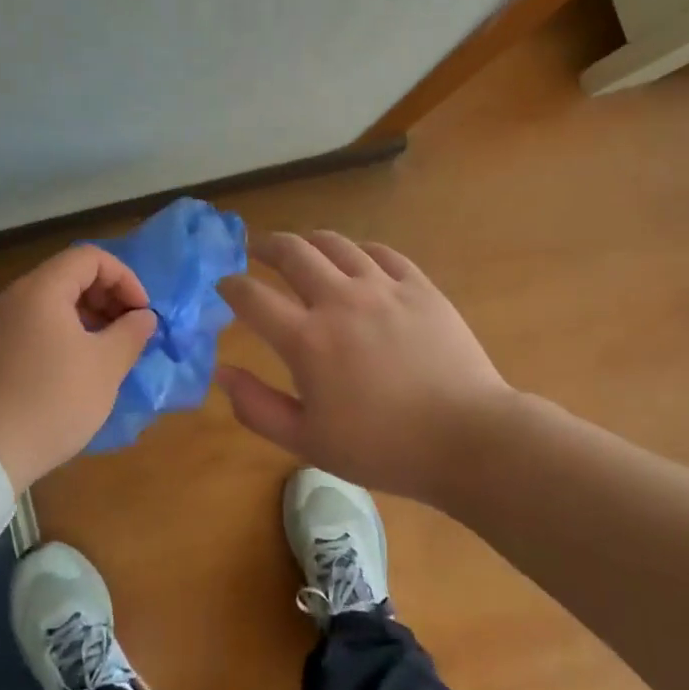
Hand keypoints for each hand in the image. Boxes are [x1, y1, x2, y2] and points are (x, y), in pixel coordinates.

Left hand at [0, 246, 157, 491]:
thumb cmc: (52, 401)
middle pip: (69, 275)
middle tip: (130, 330)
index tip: (141, 312)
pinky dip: (64, 332)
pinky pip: (35, 324)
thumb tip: (144, 317)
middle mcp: (15, 297)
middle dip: (107, 296)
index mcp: (41, 290)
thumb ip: (131, 333)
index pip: (90, 257)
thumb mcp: (105, 367)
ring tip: (109, 351)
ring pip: (52, 302)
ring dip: (88, 316)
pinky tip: (78, 367)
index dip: (124, 278)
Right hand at [216, 231, 513, 504]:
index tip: (223, 285)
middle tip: (254, 248)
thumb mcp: (307, 442)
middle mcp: (339, 300)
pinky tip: (354, 258)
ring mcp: (382, 287)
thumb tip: (221, 372)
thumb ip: (256, 407)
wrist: (467, 438)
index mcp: (307, 340)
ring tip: (300, 247)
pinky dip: (357, 250)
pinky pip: (380, 252)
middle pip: (291, 252)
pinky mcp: (419, 286)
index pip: (252, 297)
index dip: (230, 286)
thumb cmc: (382, 448)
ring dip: (308, 241)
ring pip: (334, 244)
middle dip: (264, 245)